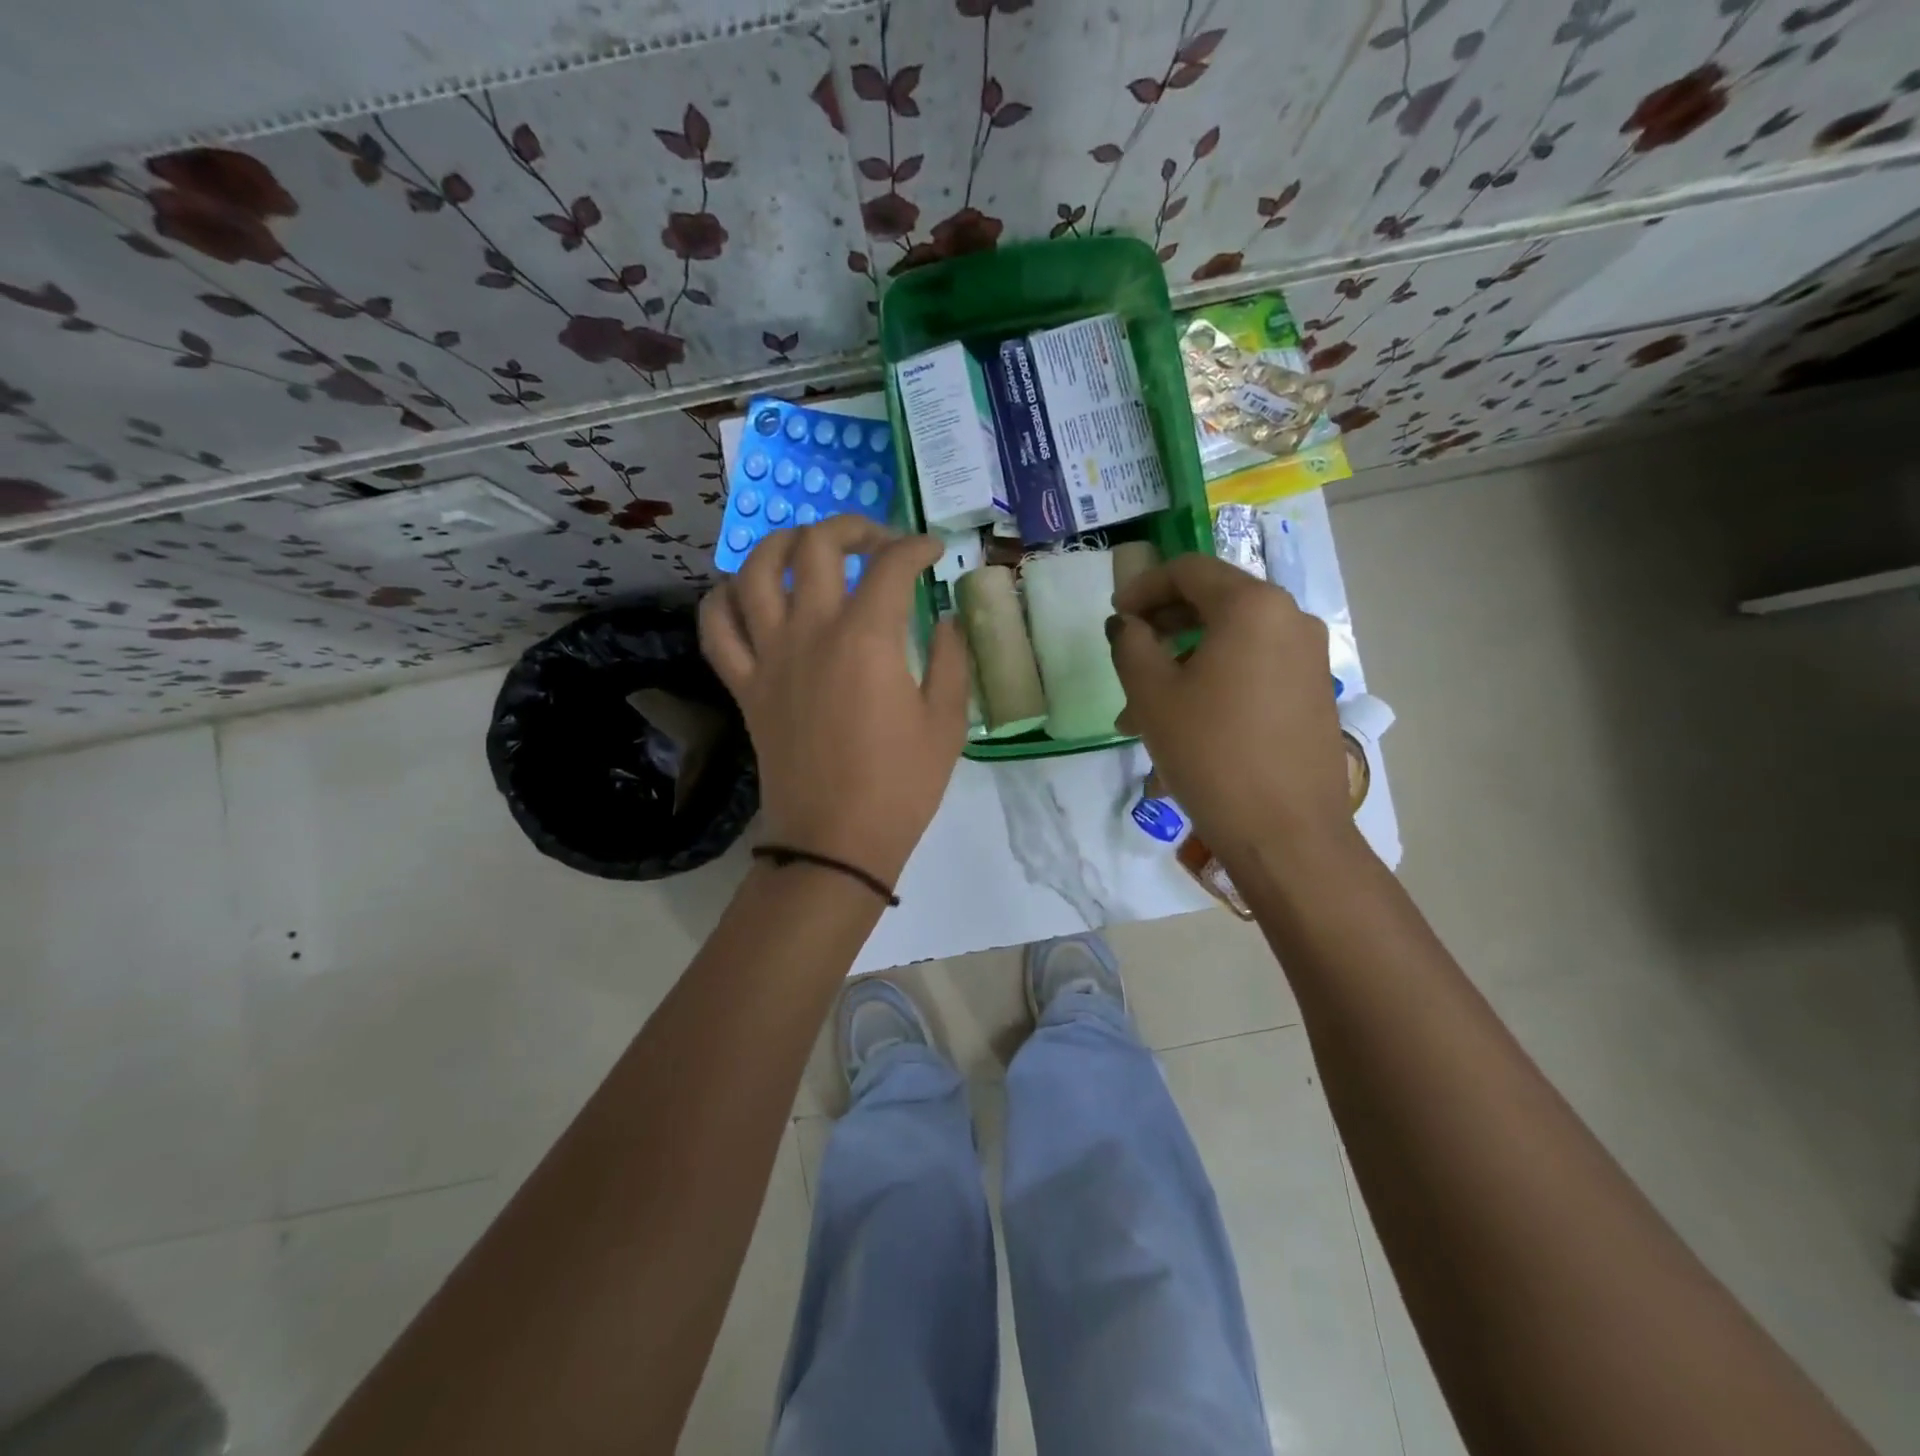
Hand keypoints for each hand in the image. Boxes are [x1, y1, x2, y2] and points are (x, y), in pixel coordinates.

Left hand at [699, 516, 969, 884]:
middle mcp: (811, 631)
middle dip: (853, 527)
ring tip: (807, 548)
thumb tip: (945, 619)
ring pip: (755, 571)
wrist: (835, 841)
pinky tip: (747, 594)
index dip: (917, 547)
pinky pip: (716, 627)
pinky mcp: (744, 685)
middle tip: (877, 541)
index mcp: (867, 638)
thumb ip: (951, 659)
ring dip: (782, 544)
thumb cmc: (900, 786)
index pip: (892, 565)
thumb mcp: (946, 723)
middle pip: (817, 546)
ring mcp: (769, 656)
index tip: (933, 552)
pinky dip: (724, 599)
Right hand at [1108, 551, 1353, 869]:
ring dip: (1182, 664)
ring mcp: (1308, 657)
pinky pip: (1253, 669)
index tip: (1116, 618)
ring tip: (1143, 713)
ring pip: (1230, 643)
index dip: (1143, 587)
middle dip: (1162, 629)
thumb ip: (1131, 645)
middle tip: (1127, 662)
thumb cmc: (1211, 754)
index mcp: (1252, 606)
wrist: (1287, 833)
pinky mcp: (1313, 692)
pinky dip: (1213, 682)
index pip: (1188, 570)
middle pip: (1213, 603)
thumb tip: (1128, 625)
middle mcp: (1289, 618)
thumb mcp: (1152, 696)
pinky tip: (1185, 727)